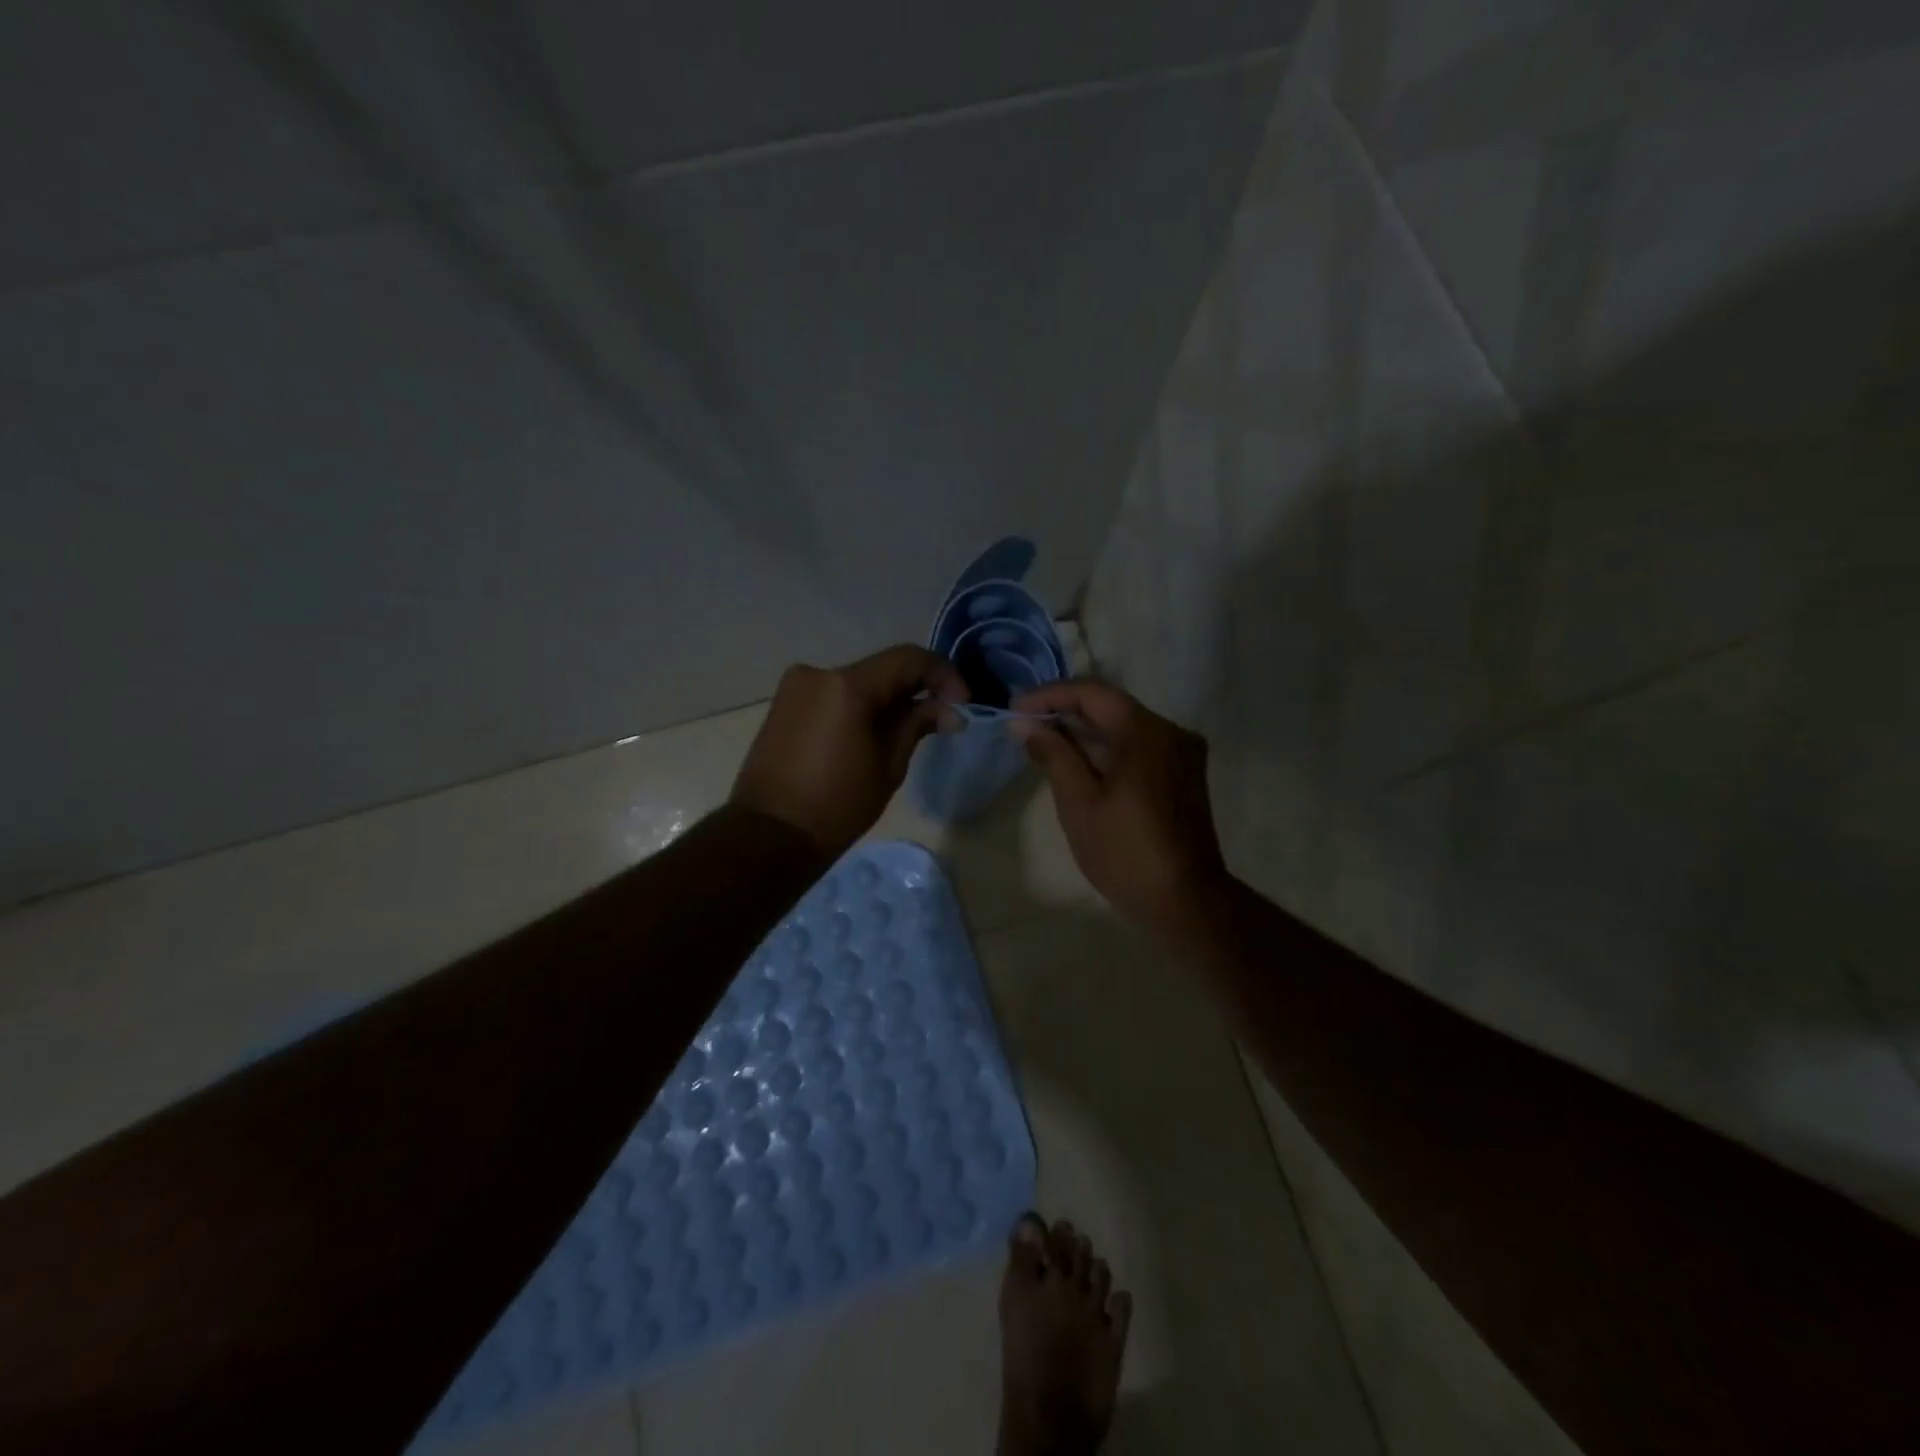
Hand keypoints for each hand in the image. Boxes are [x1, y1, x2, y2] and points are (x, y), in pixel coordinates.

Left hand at [732, 645, 967, 855]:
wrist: (768, 836)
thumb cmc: (836, 805)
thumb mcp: (888, 765)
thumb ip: (917, 725)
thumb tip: (949, 711)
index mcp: (847, 685)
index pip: (908, 659)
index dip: (943, 675)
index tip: (962, 703)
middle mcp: (818, 674)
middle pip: (881, 670)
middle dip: (915, 690)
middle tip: (941, 719)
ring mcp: (795, 688)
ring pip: (857, 683)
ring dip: (886, 700)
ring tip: (908, 733)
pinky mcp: (783, 706)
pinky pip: (833, 697)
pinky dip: (858, 708)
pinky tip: (872, 735)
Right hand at [1011, 680, 1230, 937]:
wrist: (1184, 900)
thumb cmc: (1125, 852)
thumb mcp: (1079, 802)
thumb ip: (1053, 754)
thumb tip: (1025, 724)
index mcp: (1145, 732)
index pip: (1092, 692)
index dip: (1050, 695)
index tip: (1016, 710)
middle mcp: (1170, 731)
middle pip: (1111, 706)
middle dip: (1065, 712)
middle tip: (1024, 726)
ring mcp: (1182, 753)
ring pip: (1125, 726)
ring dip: (1085, 732)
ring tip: (1044, 744)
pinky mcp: (1183, 774)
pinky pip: (1139, 746)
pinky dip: (1107, 748)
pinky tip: (1079, 763)